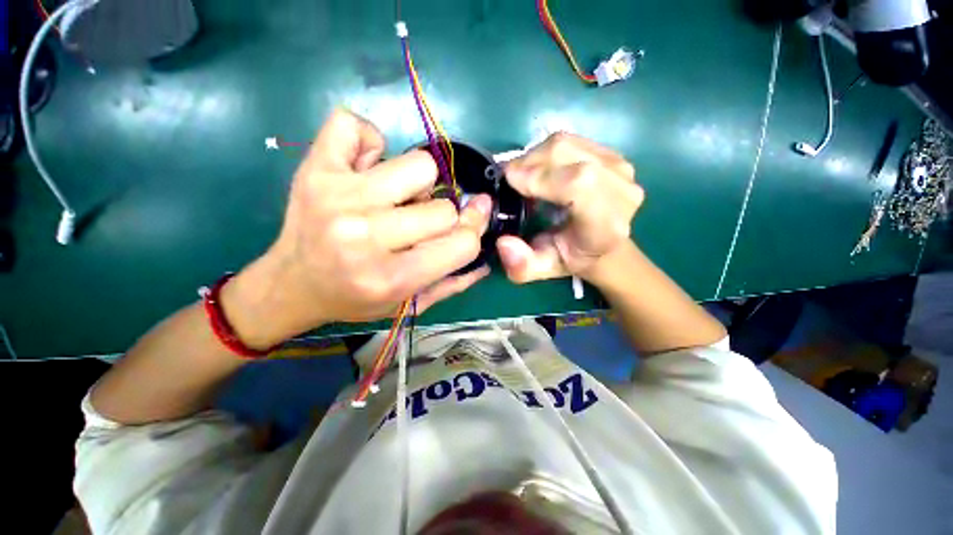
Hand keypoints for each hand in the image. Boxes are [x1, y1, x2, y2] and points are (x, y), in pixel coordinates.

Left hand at [223, 109, 490, 347]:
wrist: (291, 286)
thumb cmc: (356, 299)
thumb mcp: (409, 304)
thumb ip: (452, 282)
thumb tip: (486, 252)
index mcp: (391, 277)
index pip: (463, 243)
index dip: (473, 231)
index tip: (466, 227)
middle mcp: (365, 235)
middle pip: (443, 208)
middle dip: (441, 217)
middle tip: (416, 225)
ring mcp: (338, 196)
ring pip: (419, 165)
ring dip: (417, 182)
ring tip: (395, 199)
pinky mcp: (315, 168)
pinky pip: (355, 125)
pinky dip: (370, 142)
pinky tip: (364, 168)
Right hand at [496, 132, 642, 283]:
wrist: (605, 244)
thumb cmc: (572, 257)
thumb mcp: (544, 268)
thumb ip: (522, 266)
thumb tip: (503, 242)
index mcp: (606, 223)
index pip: (577, 183)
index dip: (538, 177)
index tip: (509, 181)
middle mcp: (621, 189)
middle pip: (566, 155)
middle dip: (529, 163)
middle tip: (511, 179)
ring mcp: (620, 167)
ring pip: (566, 143)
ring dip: (535, 156)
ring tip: (525, 175)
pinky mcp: (613, 154)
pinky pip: (571, 141)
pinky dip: (547, 151)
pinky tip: (543, 170)